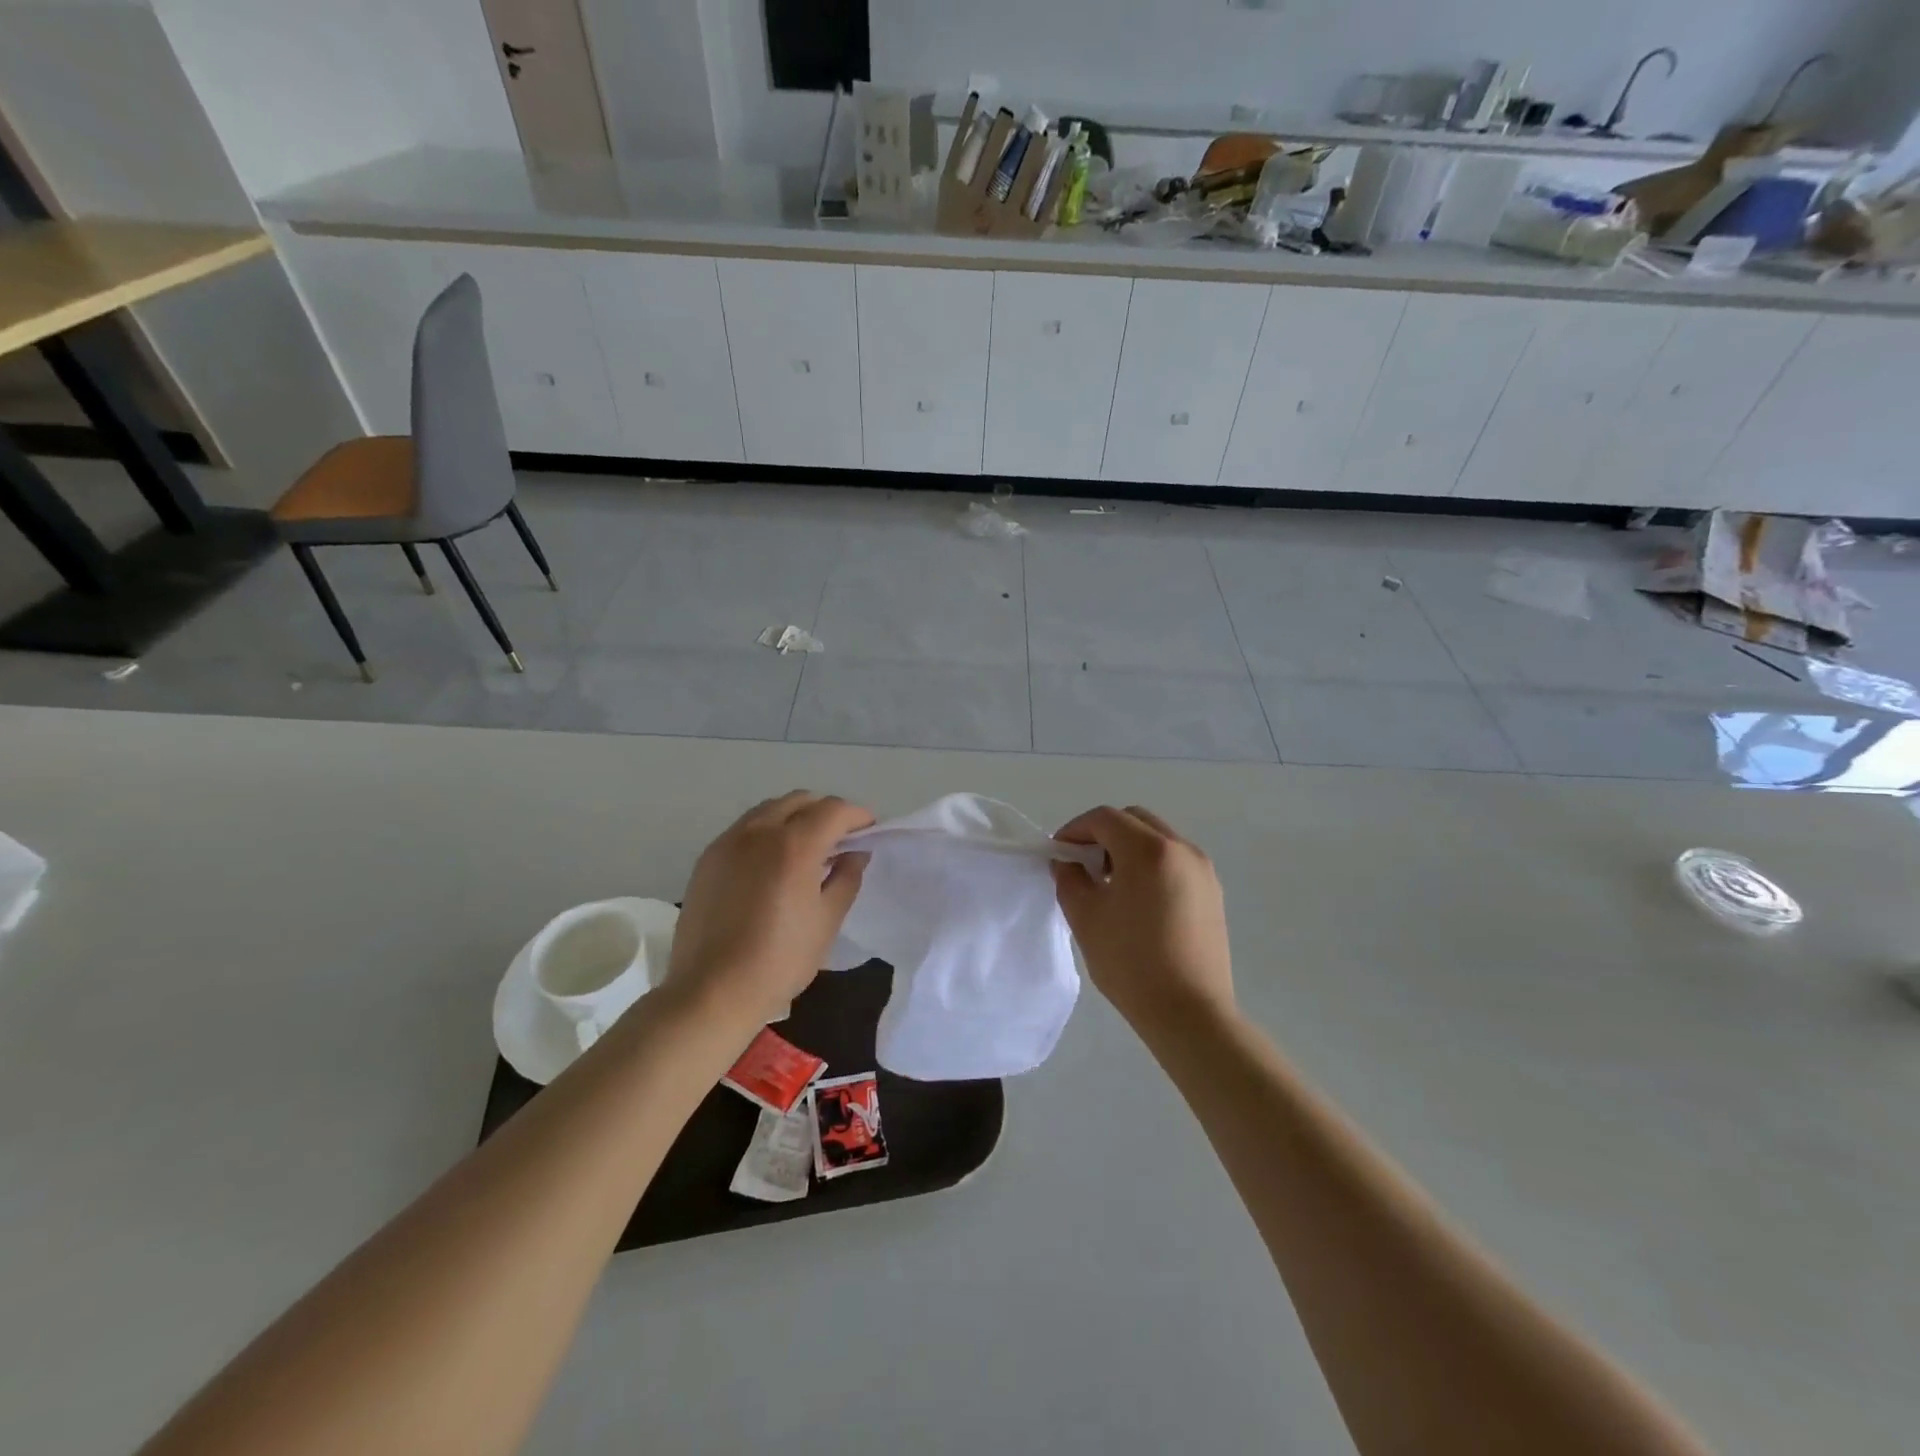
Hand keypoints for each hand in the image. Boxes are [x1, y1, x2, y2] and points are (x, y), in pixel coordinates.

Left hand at [665, 791, 872, 1028]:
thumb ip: (846, 878)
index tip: (869, 833)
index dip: (858, 816)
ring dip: (794, 817)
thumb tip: (855, 853)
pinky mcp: (708, 858)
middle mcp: (759, 831)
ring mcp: (728, 842)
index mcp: (794, 845)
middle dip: (826, 812)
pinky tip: (772, 864)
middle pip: (800, 800)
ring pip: (769, 810)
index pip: (834, 810)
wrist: (711, 991)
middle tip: (840, 840)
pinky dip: (767, 832)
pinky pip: (745, 829)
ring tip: (806, 849)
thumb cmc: (780, 960)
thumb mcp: (827, 921)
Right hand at [1052, 805, 1233, 1031]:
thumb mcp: (1086, 917)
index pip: (1105, 818)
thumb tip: (1068, 863)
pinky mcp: (1213, 893)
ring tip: (1109, 884)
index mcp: (1149, 850)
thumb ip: (1070, 879)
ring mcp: (1203, 870)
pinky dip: (1151, 865)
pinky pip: (1175, 861)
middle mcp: (1181, 849)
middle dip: (1103, 834)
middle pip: (1134, 820)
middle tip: (1083, 865)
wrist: (1190, 1014)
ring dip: (1128, 848)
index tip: (1059, 854)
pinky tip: (1138, 901)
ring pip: (1157, 839)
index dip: (1075, 829)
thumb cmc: (1131, 963)